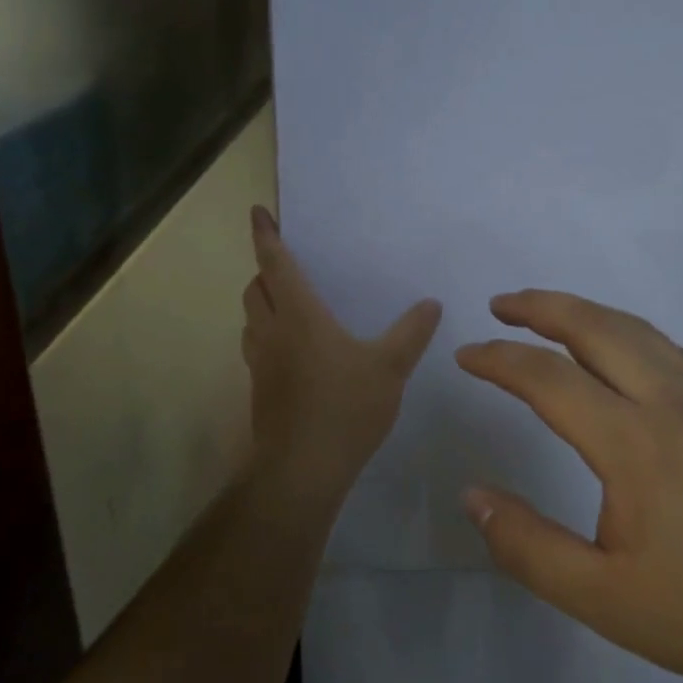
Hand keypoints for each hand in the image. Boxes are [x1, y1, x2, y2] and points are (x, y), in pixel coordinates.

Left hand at [241, 205, 442, 495]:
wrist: (302, 469)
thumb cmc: (346, 408)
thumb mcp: (390, 368)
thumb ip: (411, 333)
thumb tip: (431, 303)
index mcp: (299, 316)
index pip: (275, 264)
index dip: (266, 236)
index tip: (257, 213)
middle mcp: (272, 331)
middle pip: (255, 288)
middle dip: (264, 269)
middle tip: (284, 263)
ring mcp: (260, 362)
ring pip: (251, 318)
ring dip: (262, 301)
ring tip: (286, 302)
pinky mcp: (259, 389)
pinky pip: (256, 345)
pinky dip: (266, 332)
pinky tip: (292, 350)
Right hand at [456, 290, 682, 682]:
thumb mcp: (603, 599)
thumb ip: (527, 545)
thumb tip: (473, 496)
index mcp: (633, 441)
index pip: (548, 378)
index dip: (499, 360)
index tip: (465, 356)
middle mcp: (671, 401)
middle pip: (596, 327)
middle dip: (541, 307)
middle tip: (500, 305)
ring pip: (637, 330)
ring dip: (585, 312)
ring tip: (549, 315)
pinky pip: (668, 349)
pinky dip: (626, 332)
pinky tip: (620, 352)